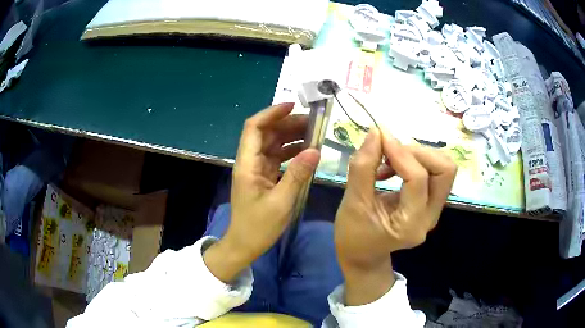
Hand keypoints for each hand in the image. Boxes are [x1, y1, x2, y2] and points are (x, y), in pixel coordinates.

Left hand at [204, 103, 319, 282]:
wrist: (244, 245)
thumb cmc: (258, 226)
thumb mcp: (281, 202)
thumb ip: (297, 174)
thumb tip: (315, 150)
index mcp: (247, 164)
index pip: (254, 127)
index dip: (271, 113)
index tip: (293, 106)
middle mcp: (250, 161)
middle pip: (266, 133)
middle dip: (288, 124)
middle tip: (313, 123)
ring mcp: (256, 168)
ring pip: (273, 144)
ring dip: (291, 137)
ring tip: (315, 134)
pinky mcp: (263, 176)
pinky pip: (277, 157)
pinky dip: (291, 152)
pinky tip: (307, 151)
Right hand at [334, 128, 455, 304]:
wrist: (363, 256)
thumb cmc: (353, 235)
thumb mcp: (352, 203)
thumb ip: (363, 166)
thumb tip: (376, 133)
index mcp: (411, 224)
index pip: (418, 178)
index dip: (400, 153)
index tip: (379, 136)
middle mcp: (430, 217)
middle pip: (445, 170)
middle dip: (418, 152)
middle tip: (390, 150)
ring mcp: (433, 211)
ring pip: (443, 169)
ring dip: (418, 155)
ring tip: (390, 158)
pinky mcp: (430, 204)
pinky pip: (434, 173)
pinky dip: (416, 161)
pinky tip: (393, 166)